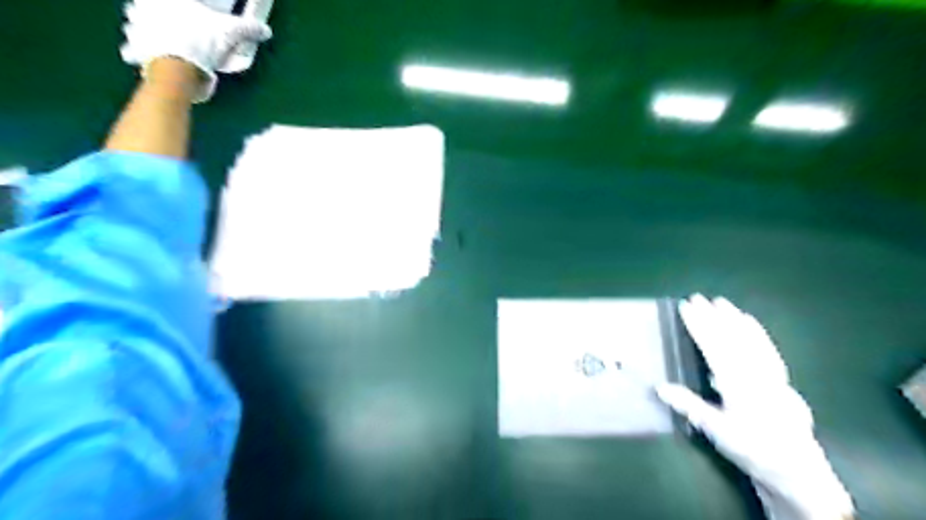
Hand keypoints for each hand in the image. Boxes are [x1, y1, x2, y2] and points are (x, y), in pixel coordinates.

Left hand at [118, 0, 271, 102]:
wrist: (177, 70)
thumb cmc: (201, 43)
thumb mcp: (231, 34)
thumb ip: (248, 29)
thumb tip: (266, 30)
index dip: (183, 5)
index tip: (186, 8)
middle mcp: (145, 6)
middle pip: (146, 4)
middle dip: (155, 11)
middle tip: (171, 21)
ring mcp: (136, 26)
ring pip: (135, 21)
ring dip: (142, 28)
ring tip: (158, 37)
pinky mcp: (133, 48)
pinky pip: (130, 48)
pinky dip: (136, 52)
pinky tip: (144, 56)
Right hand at [654, 296, 856, 519]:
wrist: (796, 470)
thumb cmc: (751, 449)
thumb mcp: (716, 430)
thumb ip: (689, 406)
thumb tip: (660, 387)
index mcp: (738, 384)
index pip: (714, 347)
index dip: (699, 325)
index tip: (686, 307)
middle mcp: (757, 374)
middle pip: (732, 338)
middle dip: (713, 316)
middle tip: (697, 297)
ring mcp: (771, 374)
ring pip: (752, 341)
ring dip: (734, 319)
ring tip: (721, 302)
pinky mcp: (780, 378)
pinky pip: (768, 349)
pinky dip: (757, 333)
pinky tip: (749, 322)